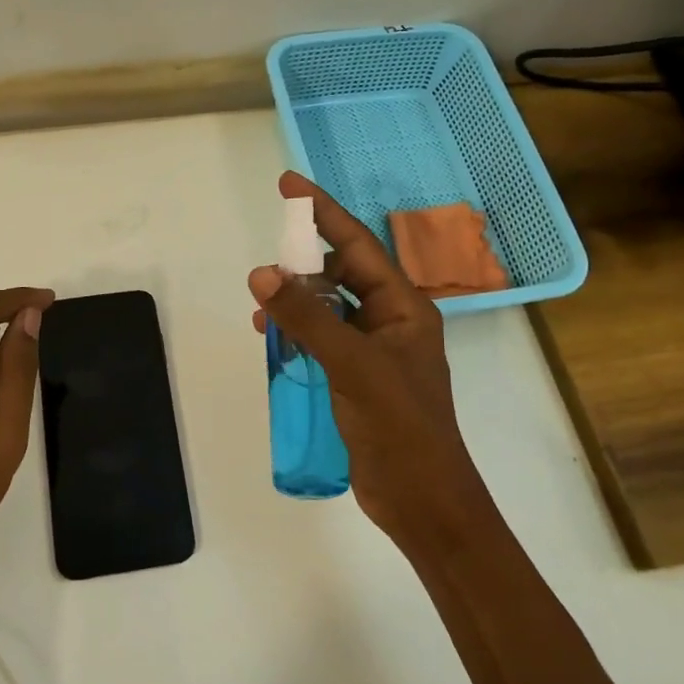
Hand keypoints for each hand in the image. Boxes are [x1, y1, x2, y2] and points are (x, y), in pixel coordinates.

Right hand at [249, 173, 481, 554]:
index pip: (357, 245)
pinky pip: (322, 338)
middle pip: (341, 273)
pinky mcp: (357, 378)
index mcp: (403, 306)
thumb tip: (261, 273)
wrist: (422, 499)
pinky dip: (298, 332)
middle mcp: (390, 320)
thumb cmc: (399, 425)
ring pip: (328, 307)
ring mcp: (374, 351)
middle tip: (266, 265)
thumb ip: (306, 317)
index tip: (289, 185)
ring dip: (296, 302)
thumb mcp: (351, 364)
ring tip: (262, 312)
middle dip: (302, 264)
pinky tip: (275, 341)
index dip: (323, 212)